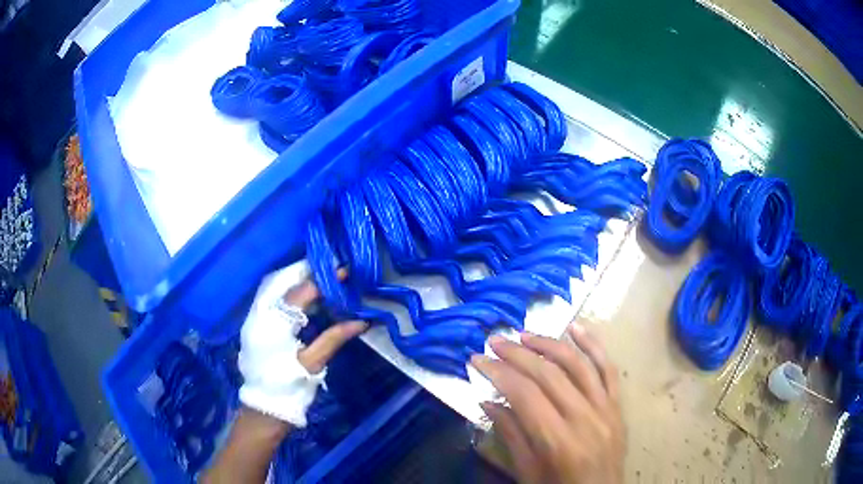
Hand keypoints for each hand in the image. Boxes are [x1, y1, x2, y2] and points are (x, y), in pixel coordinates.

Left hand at [238, 262, 366, 426]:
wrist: (263, 409)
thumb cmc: (289, 387)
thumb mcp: (313, 363)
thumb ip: (334, 338)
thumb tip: (362, 321)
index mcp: (275, 323)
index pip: (301, 291)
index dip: (325, 281)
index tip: (345, 273)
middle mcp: (260, 313)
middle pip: (285, 283)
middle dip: (309, 274)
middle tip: (334, 271)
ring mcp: (254, 318)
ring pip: (276, 289)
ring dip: (299, 282)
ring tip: (324, 280)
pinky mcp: (254, 325)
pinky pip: (272, 299)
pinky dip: (290, 293)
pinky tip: (305, 298)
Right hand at [472, 324, 624, 483]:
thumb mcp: (526, 472)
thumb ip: (510, 435)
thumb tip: (488, 400)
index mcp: (558, 441)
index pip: (524, 394)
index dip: (498, 372)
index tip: (477, 359)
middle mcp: (585, 419)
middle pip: (549, 374)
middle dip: (517, 353)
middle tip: (494, 340)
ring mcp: (606, 409)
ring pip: (578, 364)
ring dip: (549, 344)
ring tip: (524, 334)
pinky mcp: (618, 406)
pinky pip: (608, 369)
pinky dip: (593, 345)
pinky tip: (576, 327)